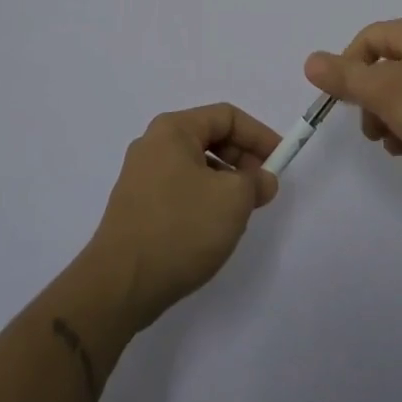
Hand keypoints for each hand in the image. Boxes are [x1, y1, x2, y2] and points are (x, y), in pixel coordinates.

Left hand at [84, 104, 281, 330]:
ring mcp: (141, 176)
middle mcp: (153, 145)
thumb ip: (256, 182)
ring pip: (196, 166)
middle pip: (209, 138)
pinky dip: (204, 198)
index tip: (281, 160)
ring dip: (225, 182)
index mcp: (173, 130)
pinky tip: (214, 227)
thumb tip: (262, 181)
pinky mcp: (137, 206)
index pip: (226, 116)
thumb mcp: (233, 199)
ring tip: (242, 212)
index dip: (259, 135)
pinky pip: (180, 189)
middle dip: (243, 159)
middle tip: (264, 188)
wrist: (120, 285)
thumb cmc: (181, 228)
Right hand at [305, 15, 401, 188]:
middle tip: (372, 133)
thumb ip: (344, 77)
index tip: (344, 102)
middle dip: (373, 102)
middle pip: (388, 68)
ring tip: (398, 148)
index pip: (368, 39)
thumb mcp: (384, 91)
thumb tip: (310, 61)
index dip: (348, 68)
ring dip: (395, 120)